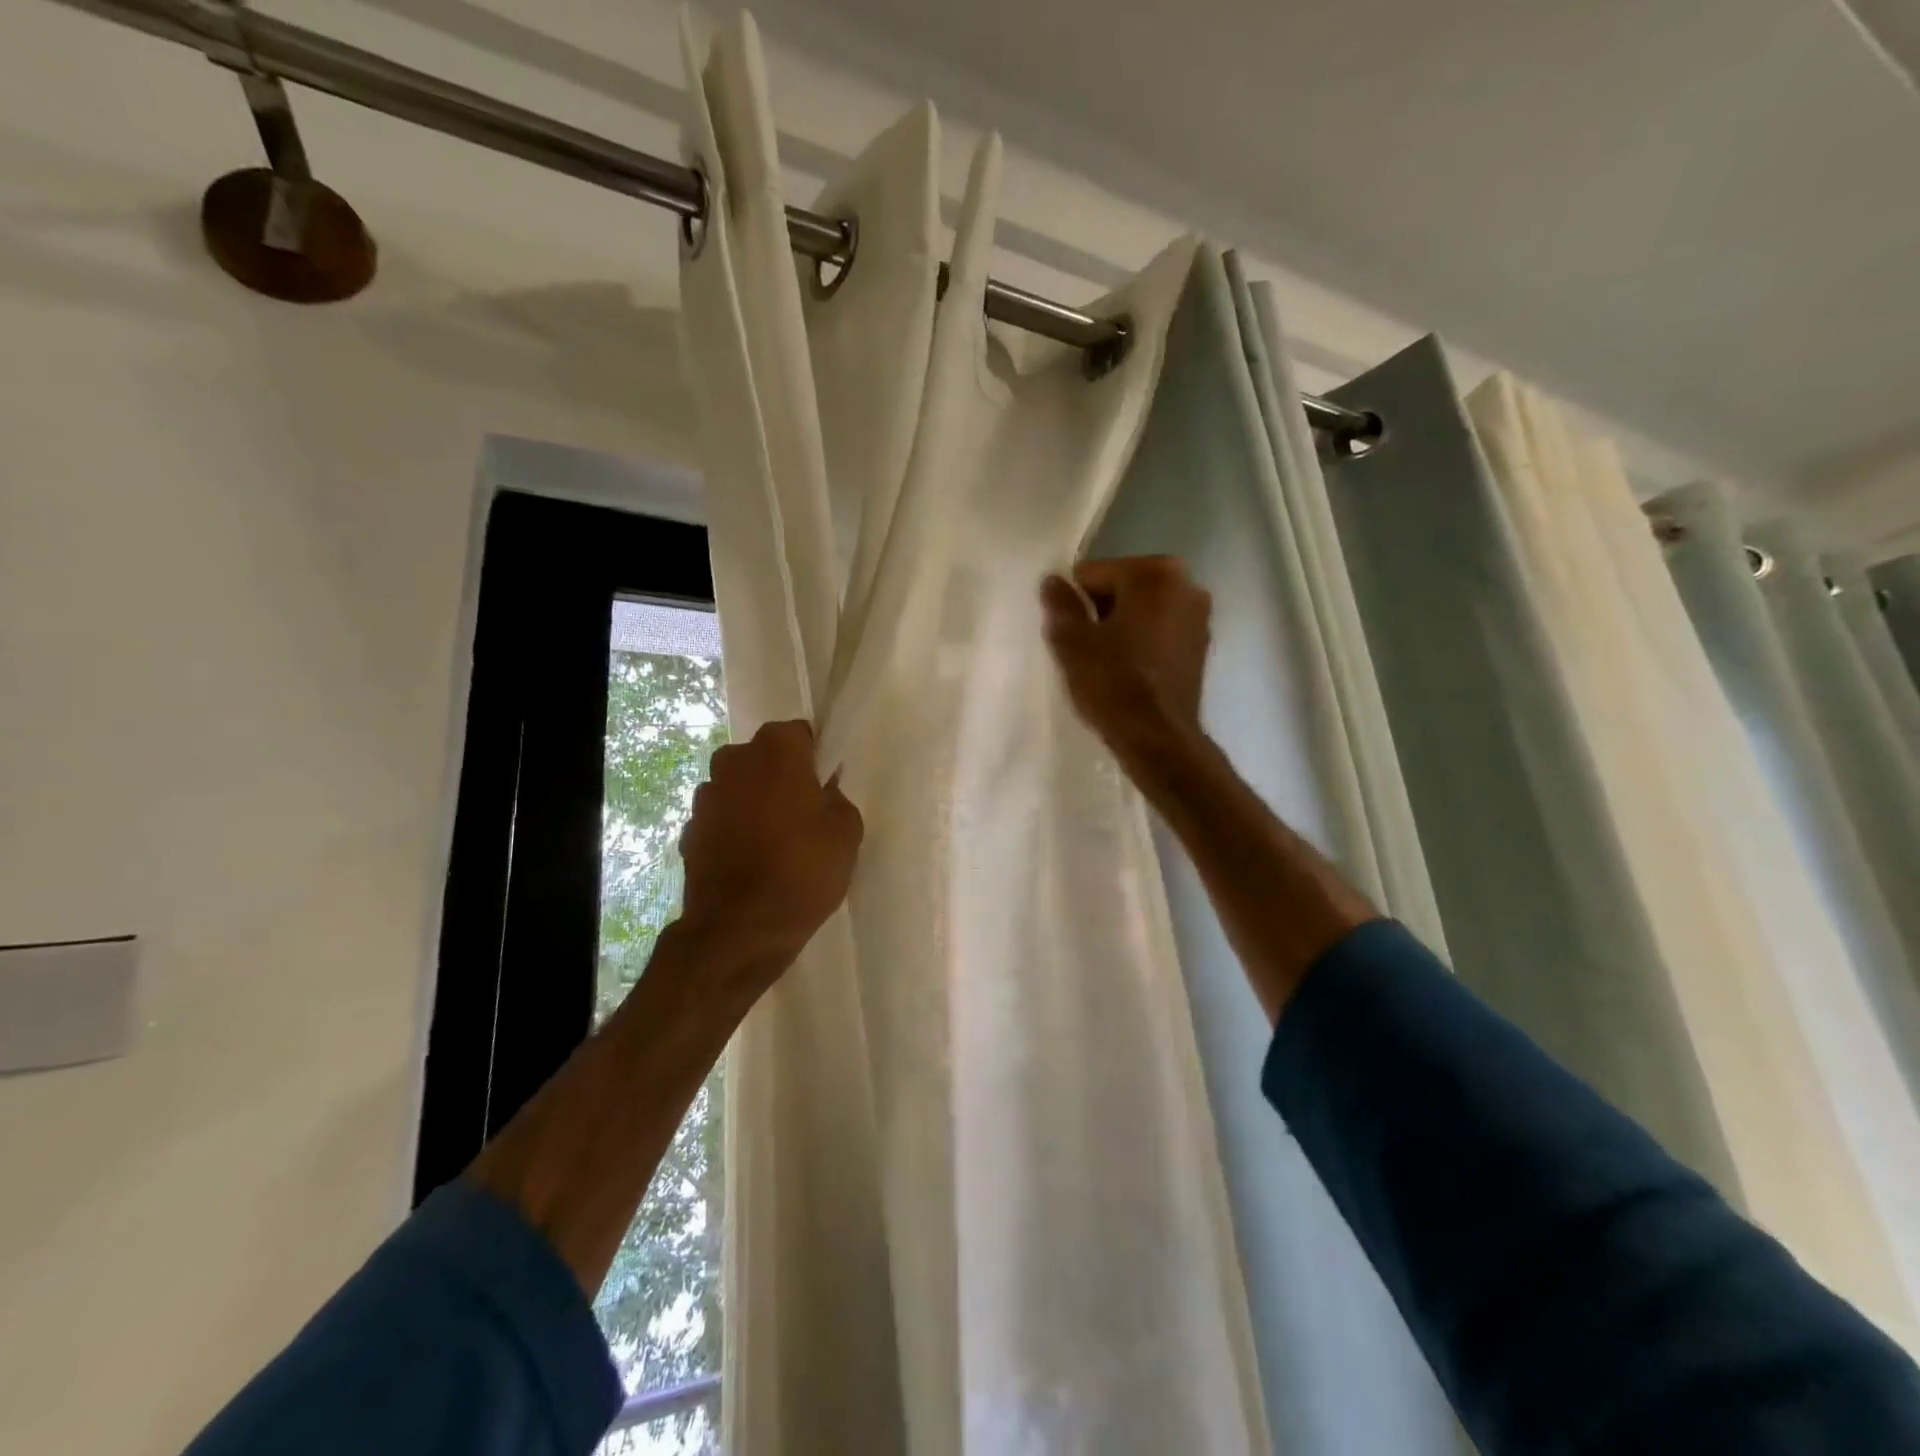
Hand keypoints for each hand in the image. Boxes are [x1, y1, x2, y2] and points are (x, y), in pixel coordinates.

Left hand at [677, 720, 863, 985]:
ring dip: (753, 802)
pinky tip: (750, 861)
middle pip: (763, 758)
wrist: (739, 929)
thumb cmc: (802, 870)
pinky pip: (720, 819)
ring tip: (775, 841)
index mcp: (776, 749)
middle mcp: (734, 760)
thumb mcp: (846, 832)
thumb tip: (823, 792)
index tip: (825, 786)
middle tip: (803, 812)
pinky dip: (733, 830)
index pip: (800, 734)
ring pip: (738, 787)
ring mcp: (705, 796)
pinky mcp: (688, 830)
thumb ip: (837, 798)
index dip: (814, 758)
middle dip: (780, 777)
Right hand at [1041, 556, 1211, 764]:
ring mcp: (1199, 615)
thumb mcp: (1073, 643)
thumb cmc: (1113, 683)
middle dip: (1101, 610)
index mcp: (1153, 573)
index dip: (1074, 603)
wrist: (1158, 738)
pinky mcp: (1202, 645)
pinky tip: (1129, 670)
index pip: (1093, 574)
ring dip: (1123, 626)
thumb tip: (1052, 582)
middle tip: (1085, 647)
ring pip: (1143, 610)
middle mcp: (1185, 584)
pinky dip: (1143, 641)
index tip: (1070, 633)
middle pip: (1122, 587)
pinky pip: (1160, 630)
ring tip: (1106, 661)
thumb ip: (1060, 605)